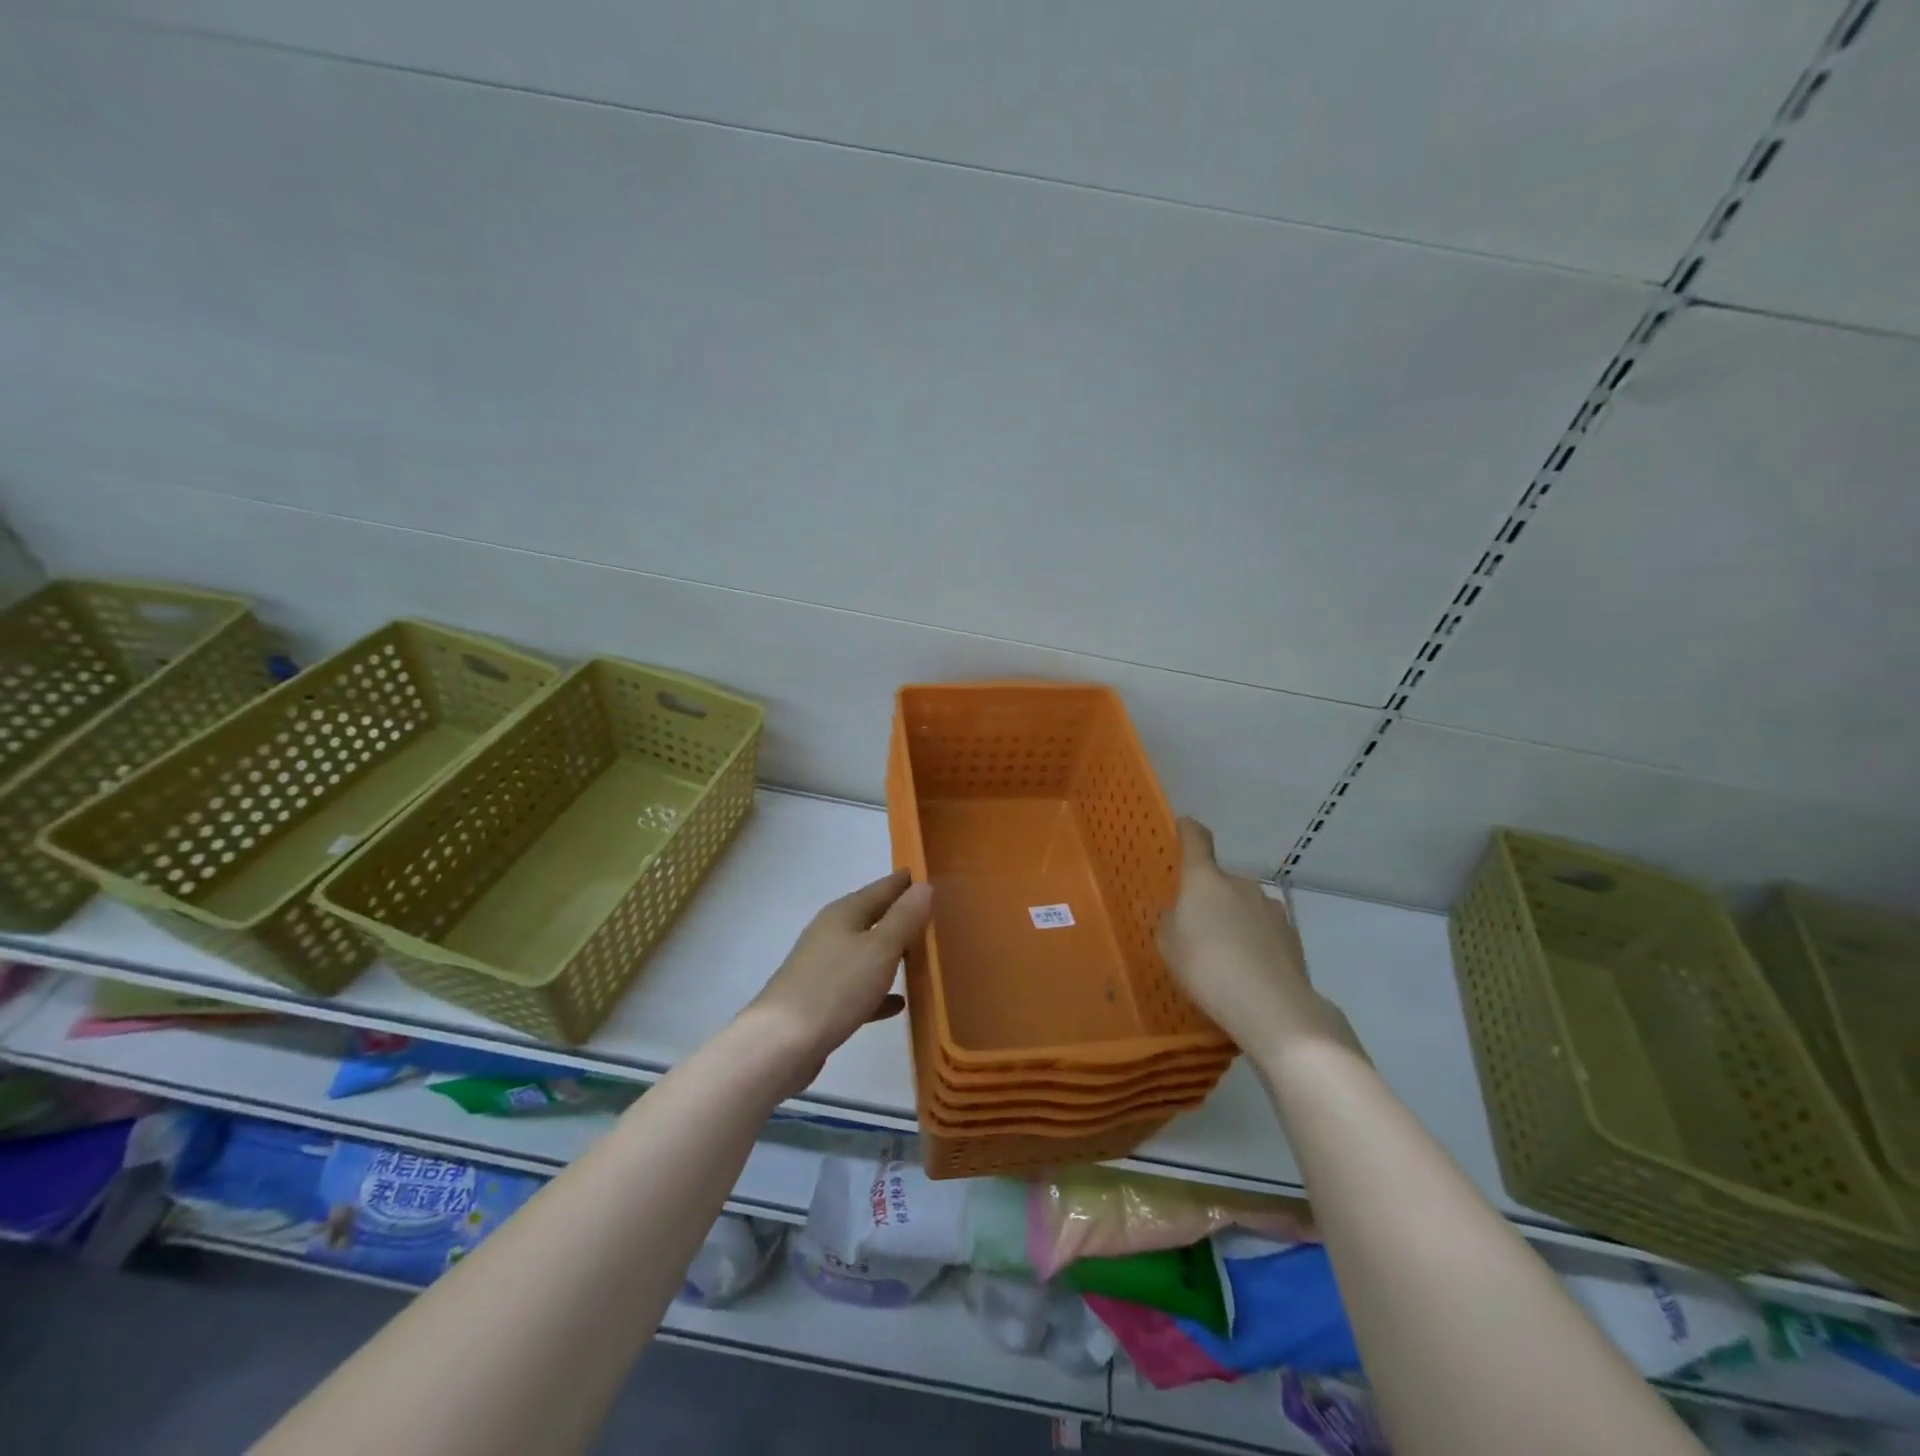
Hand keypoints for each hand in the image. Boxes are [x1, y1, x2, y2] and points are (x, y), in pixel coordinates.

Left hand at [740, 870, 933, 1091]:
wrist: (780, 1045)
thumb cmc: (835, 988)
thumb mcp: (879, 949)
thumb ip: (904, 918)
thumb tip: (924, 885)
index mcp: (844, 914)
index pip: (882, 888)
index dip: (906, 882)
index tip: (933, 876)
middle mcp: (831, 934)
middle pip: (872, 918)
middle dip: (901, 917)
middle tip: (936, 916)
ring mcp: (823, 968)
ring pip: (865, 953)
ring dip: (891, 954)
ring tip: (923, 957)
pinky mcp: (821, 1001)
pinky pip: (858, 988)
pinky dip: (878, 991)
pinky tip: (898, 1003)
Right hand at [1157, 818, 1362, 1063]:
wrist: (1272, 1006)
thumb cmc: (1207, 967)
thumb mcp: (1168, 946)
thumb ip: (1171, 922)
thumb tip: (1182, 914)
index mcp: (1204, 880)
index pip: (1196, 840)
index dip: (1188, 831)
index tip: (1183, 826)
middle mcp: (1240, 884)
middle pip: (1219, 882)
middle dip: (1209, 899)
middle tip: (1197, 932)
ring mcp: (1271, 908)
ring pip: (1244, 907)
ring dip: (1234, 921)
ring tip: (1226, 959)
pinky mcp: (1292, 935)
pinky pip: (1264, 931)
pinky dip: (1255, 943)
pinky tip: (1250, 973)